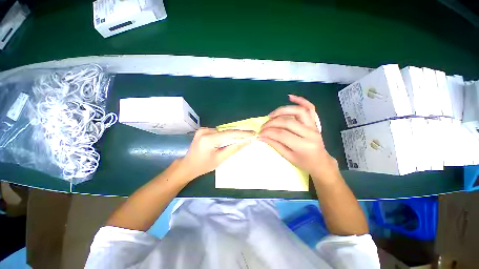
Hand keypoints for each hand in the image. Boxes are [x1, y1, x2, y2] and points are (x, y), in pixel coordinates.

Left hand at [178, 128, 254, 180]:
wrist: (188, 165)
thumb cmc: (204, 166)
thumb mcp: (220, 159)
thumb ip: (233, 148)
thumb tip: (246, 141)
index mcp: (209, 139)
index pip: (230, 134)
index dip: (243, 133)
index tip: (253, 133)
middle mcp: (206, 131)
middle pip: (227, 131)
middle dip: (238, 134)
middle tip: (249, 136)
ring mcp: (203, 129)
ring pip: (223, 131)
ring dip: (232, 135)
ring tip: (241, 138)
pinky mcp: (203, 130)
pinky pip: (218, 131)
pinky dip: (225, 135)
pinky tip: (228, 140)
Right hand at [259, 95, 337, 180]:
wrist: (321, 162)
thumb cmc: (304, 163)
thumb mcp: (288, 157)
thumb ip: (275, 145)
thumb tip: (262, 137)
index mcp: (303, 146)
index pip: (282, 134)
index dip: (268, 132)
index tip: (260, 133)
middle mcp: (310, 133)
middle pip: (288, 122)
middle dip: (272, 123)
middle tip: (263, 127)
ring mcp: (313, 126)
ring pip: (298, 111)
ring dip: (282, 110)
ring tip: (271, 115)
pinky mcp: (314, 122)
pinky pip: (310, 108)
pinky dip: (301, 100)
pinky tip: (291, 97)